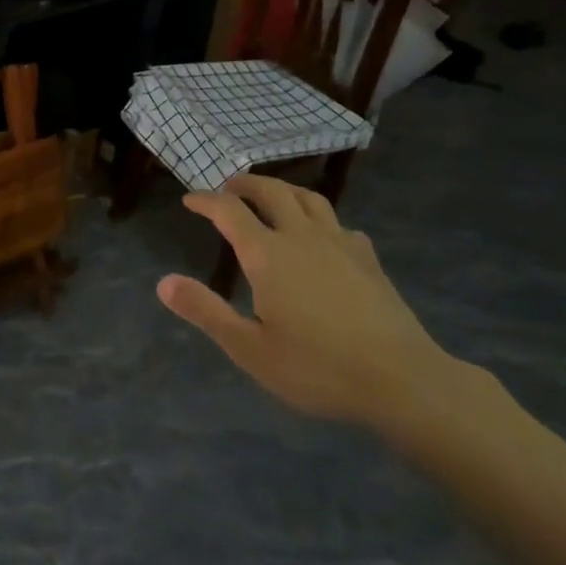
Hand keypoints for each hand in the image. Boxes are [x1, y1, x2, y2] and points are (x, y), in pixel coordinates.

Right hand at [157, 174, 460, 428]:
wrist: (402, 380)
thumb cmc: (318, 368)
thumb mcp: (251, 349)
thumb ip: (206, 311)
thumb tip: (163, 282)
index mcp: (267, 254)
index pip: (228, 210)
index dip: (205, 200)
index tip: (190, 200)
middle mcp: (301, 235)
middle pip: (270, 191)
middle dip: (244, 184)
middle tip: (228, 188)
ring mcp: (339, 243)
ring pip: (308, 198)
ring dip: (282, 190)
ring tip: (271, 198)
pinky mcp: (368, 258)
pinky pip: (338, 223)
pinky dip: (320, 219)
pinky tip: (323, 237)